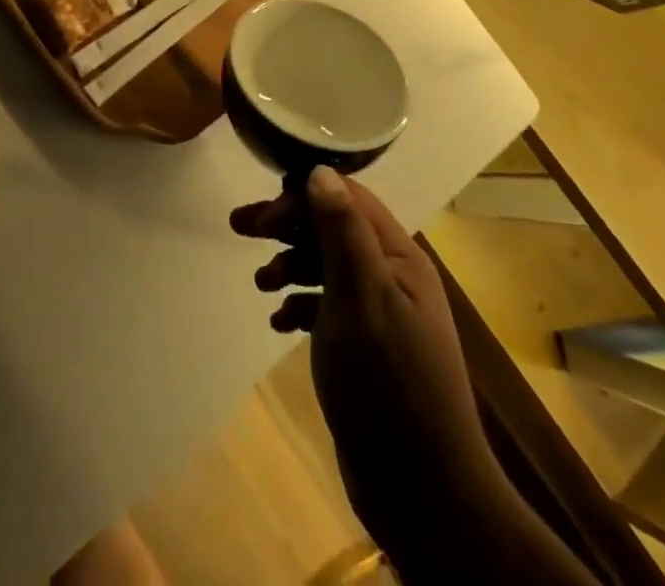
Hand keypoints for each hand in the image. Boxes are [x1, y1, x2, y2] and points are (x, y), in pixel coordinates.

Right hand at [231, 169, 499, 576]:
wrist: (424, 492)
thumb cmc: (389, 384)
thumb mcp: (361, 299)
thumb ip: (341, 233)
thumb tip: (318, 171)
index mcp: (397, 255)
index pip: (345, 198)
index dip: (301, 196)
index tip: (262, 216)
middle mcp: (391, 275)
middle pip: (331, 228)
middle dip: (286, 225)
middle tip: (239, 227)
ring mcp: (380, 312)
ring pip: (326, 266)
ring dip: (290, 265)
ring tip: (260, 284)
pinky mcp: (366, 347)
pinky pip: (327, 307)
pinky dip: (300, 304)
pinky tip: (279, 322)